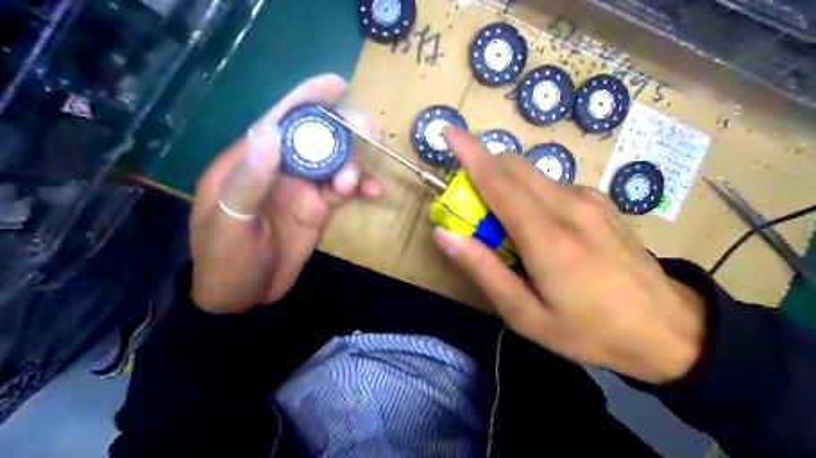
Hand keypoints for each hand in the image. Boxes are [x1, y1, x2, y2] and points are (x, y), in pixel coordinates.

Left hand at [191, 73, 381, 315]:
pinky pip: (344, 188)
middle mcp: (281, 168)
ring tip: (357, 183)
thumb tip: (269, 130)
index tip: (337, 85)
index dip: (307, 99)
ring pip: (336, 161)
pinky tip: (372, 193)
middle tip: (367, 131)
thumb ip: (250, 178)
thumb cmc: (225, 259)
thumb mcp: (230, 220)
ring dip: (354, 163)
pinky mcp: (319, 208)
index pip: (280, 120)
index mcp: (251, 161)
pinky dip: (360, 186)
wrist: (241, 297)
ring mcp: (303, 188)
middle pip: (316, 137)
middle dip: (343, 130)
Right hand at [432, 128, 707, 383]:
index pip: (498, 179)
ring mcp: (590, 200)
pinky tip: (539, 227)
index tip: (446, 131)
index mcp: (547, 236)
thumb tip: (444, 234)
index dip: (468, 152)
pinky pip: (552, 185)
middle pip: (513, 165)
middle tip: (469, 205)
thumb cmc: (589, 331)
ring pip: (532, 173)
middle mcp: (569, 205)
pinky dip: (529, 193)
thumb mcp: (525, 314)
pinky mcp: (601, 202)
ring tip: (504, 226)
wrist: (667, 329)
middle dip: (482, 169)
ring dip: (506, 183)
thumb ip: (483, 270)